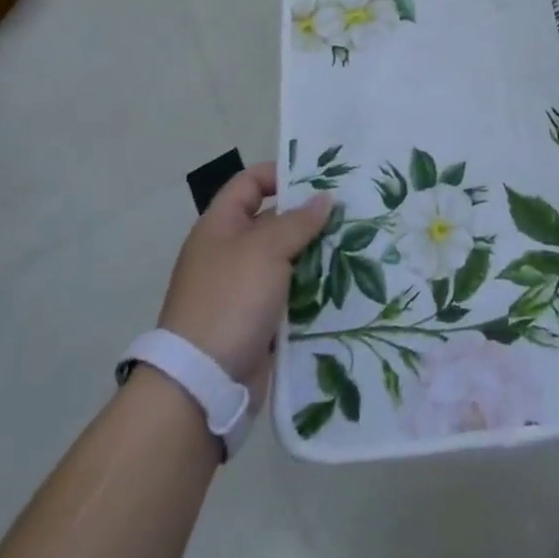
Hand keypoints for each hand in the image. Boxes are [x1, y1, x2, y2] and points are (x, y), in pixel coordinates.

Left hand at [158, 162, 330, 395]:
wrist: (202, 383)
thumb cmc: (230, 300)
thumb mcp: (266, 249)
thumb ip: (298, 221)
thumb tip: (325, 197)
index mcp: (220, 226)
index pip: (249, 183)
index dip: (280, 174)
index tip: (319, 178)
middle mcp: (230, 252)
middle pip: (273, 221)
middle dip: (309, 217)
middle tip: (350, 212)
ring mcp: (243, 289)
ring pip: (287, 260)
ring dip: (316, 255)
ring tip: (357, 246)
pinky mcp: (258, 321)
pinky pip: (290, 294)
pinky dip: (313, 289)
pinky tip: (344, 284)